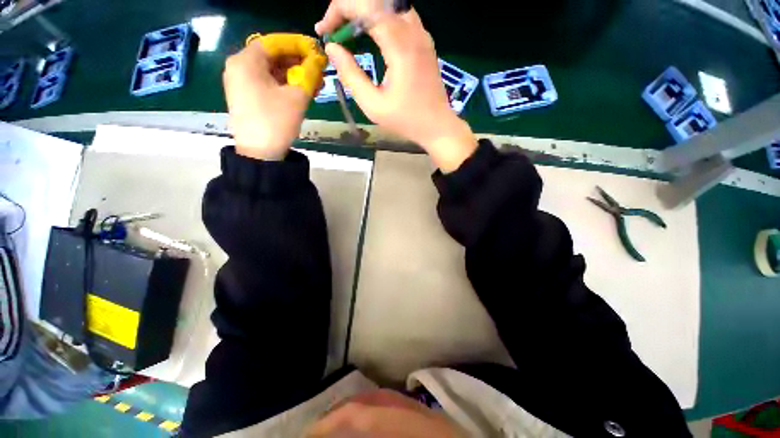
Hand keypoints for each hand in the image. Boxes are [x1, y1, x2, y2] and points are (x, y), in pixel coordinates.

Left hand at [223, 36, 323, 160]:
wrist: (259, 154)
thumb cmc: (276, 122)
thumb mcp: (297, 97)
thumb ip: (309, 75)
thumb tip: (318, 61)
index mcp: (247, 61)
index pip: (274, 42)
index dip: (297, 45)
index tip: (316, 52)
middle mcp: (239, 66)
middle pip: (271, 56)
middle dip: (297, 62)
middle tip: (318, 70)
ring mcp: (240, 82)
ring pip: (270, 71)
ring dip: (293, 75)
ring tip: (314, 84)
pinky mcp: (245, 96)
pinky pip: (266, 83)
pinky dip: (283, 85)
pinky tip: (300, 91)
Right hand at [315, 4, 477, 172]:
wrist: (437, 126)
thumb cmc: (406, 120)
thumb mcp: (373, 105)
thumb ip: (351, 75)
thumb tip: (333, 48)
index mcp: (400, 46)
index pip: (365, 6)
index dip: (338, 10)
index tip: (324, 31)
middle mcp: (413, 31)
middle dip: (349, 9)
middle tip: (335, 32)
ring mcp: (422, 34)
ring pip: (388, 4)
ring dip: (364, 12)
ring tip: (350, 34)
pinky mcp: (424, 40)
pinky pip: (399, 15)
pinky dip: (379, 18)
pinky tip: (371, 37)